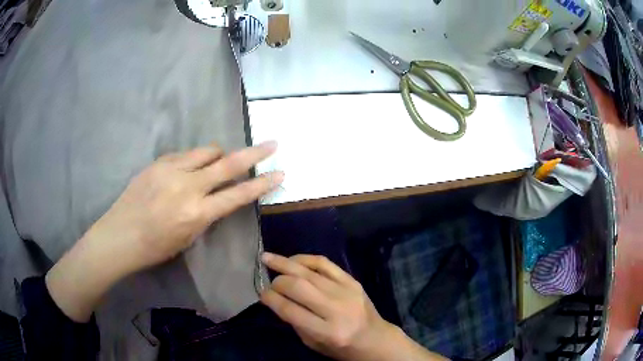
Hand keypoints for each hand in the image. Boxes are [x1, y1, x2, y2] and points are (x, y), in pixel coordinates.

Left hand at [46, 142, 281, 321]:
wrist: (120, 235)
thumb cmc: (155, 247)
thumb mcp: (188, 237)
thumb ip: (206, 213)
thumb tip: (217, 196)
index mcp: (197, 213)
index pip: (238, 195)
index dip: (262, 184)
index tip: (280, 173)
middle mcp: (187, 187)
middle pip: (228, 163)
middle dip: (254, 153)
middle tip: (272, 143)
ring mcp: (171, 170)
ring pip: (207, 151)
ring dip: (219, 155)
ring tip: (218, 163)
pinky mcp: (158, 162)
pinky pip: (185, 154)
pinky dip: (194, 159)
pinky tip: (188, 170)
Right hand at [259, 253, 397, 360]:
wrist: (375, 338)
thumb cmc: (341, 347)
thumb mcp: (312, 343)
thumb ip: (294, 321)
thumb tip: (275, 297)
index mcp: (327, 331)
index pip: (290, 310)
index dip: (271, 299)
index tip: (261, 293)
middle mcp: (337, 309)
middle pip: (298, 287)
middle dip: (277, 282)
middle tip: (267, 281)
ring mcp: (346, 291)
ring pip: (309, 272)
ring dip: (285, 263)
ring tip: (267, 257)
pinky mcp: (352, 281)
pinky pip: (325, 263)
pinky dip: (305, 259)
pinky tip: (292, 259)